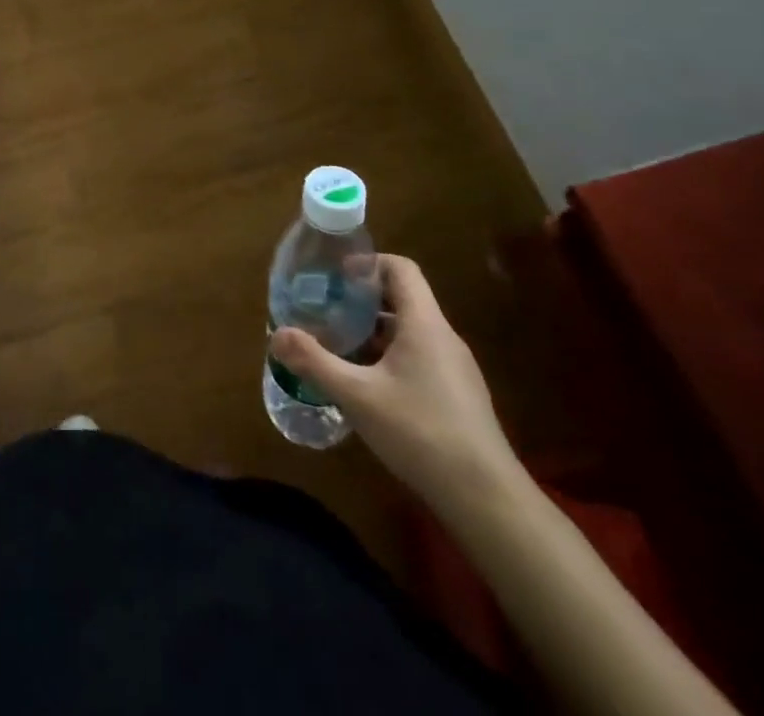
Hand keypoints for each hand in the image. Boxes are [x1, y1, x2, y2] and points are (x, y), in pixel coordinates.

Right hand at [270, 254, 520, 512]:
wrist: (487, 500)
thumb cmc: (421, 432)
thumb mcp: (357, 396)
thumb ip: (314, 362)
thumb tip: (276, 334)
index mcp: (424, 323)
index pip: (400, 268)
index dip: (367, 264)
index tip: (335, 277)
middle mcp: (442, 337)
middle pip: (401, 299)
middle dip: (360, 301)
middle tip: (325, 310)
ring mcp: (454, 368)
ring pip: (408, 332)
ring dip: (372, 332)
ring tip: (337, 346)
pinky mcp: (457, 396)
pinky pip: (418, 358)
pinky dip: (388, 358)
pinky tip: (366, 387)